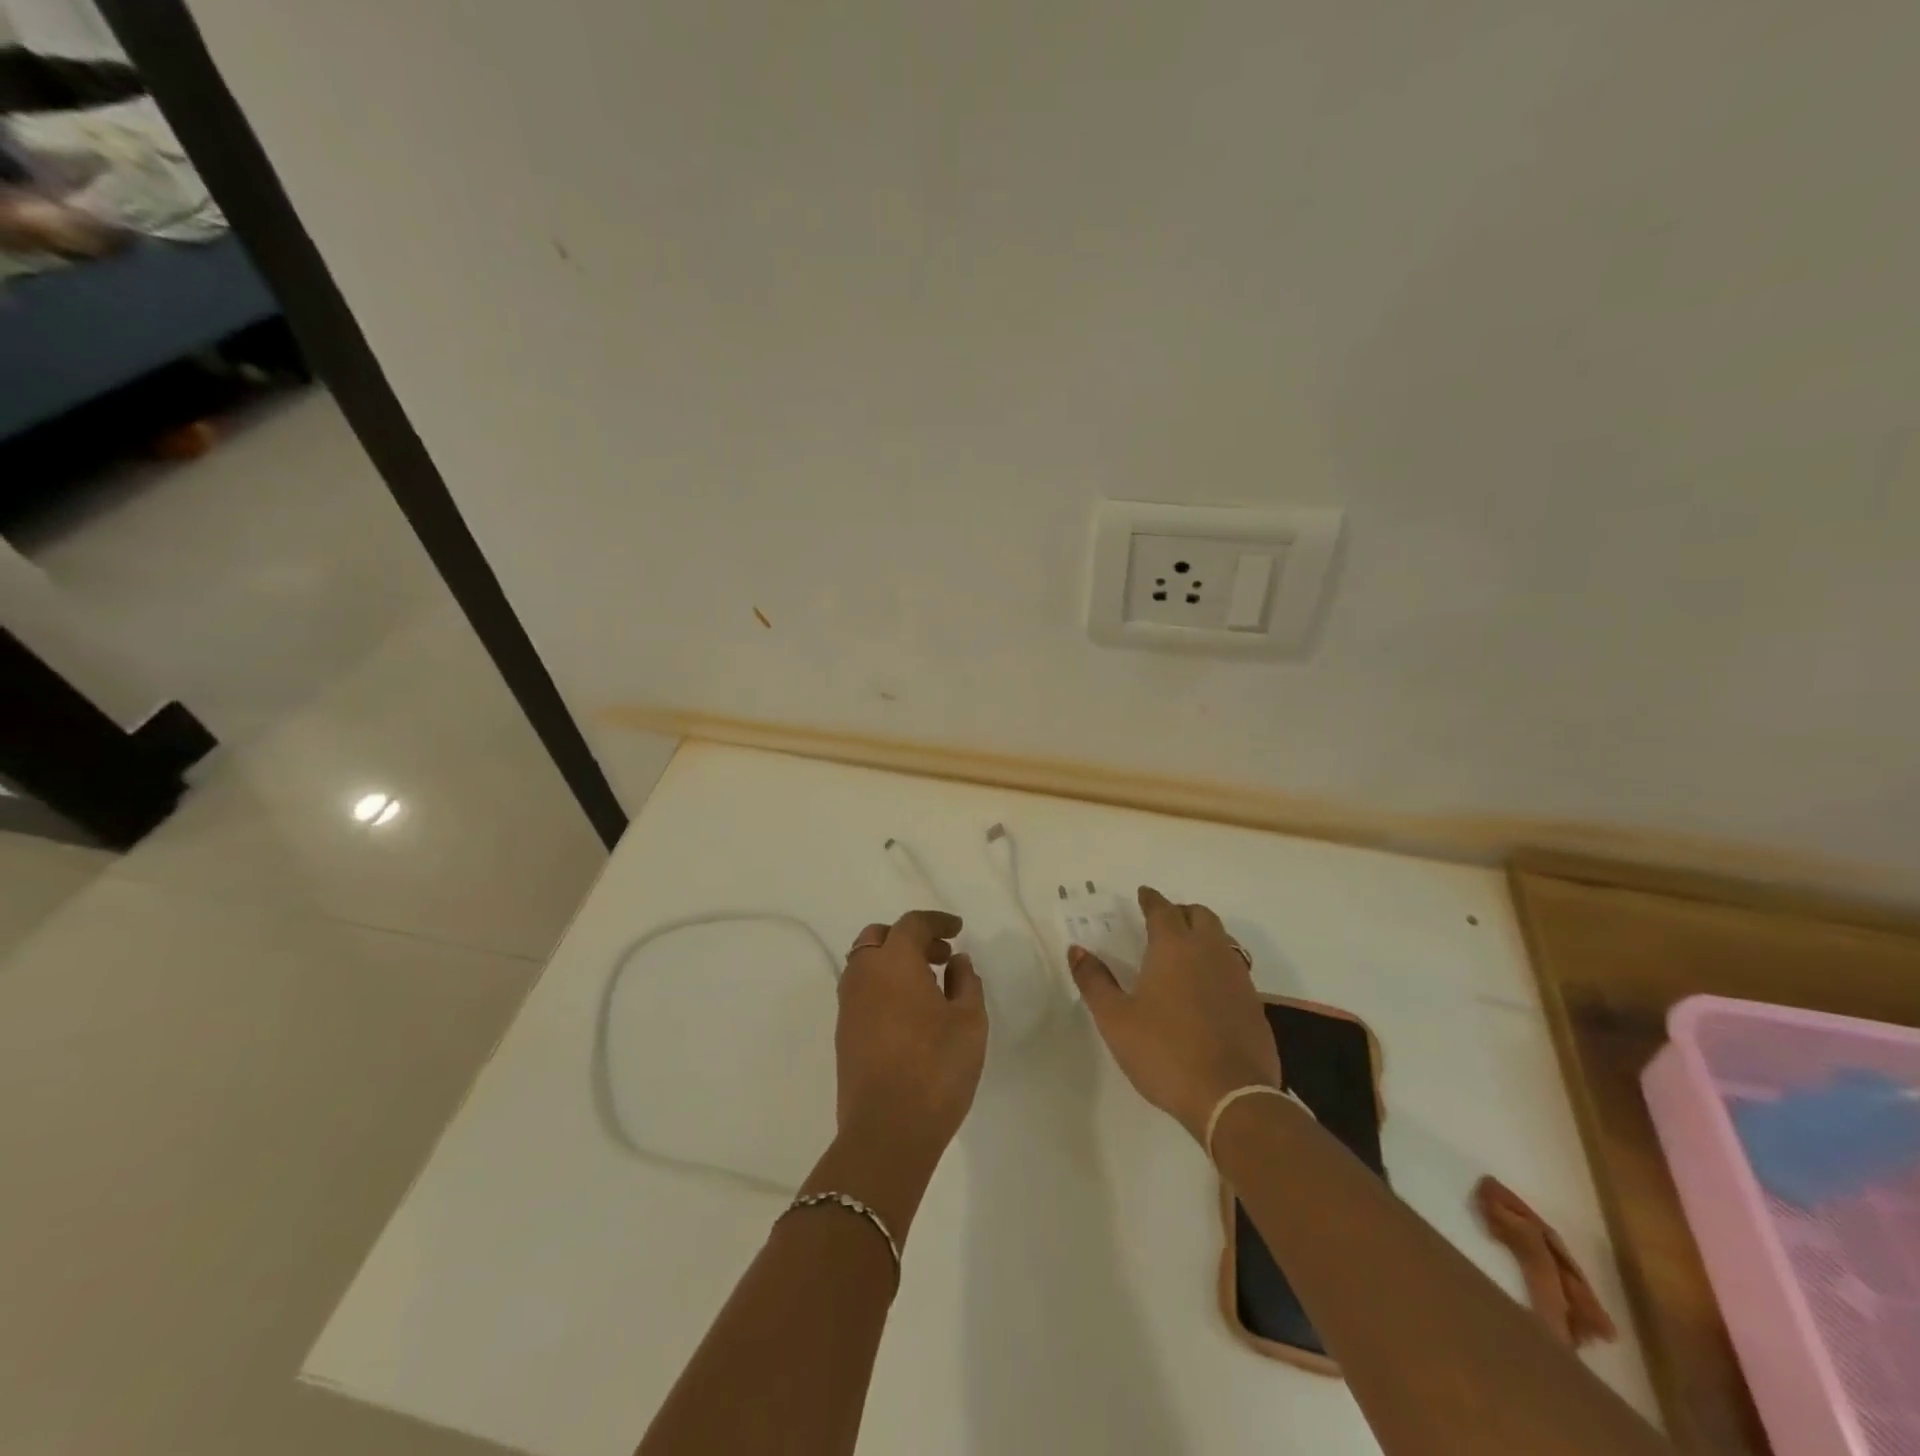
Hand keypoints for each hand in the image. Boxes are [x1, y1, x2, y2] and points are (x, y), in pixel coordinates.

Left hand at [836, 910, 987, 1156]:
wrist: (886, 1132)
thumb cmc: (936, 1068)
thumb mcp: (969, 1021)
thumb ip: (966, 982)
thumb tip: (956, 961)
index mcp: (893, 962)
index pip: (912, 924)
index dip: (937, 922)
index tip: (958, 929)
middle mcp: (863, 975)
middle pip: (880, 937)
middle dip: (911, 938)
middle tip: (941, 955)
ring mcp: (848, 1005)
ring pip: (866, 964)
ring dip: (895, 962)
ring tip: (929, 984)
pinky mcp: (844, 1033)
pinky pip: (862, 991)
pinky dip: (884, 985)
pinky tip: (910, 1012)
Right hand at [1069, 886, 1279, 1142]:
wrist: (1231, 1097)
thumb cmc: (1164, 1052)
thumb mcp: (1116, 1019)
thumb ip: (1094, 981)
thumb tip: (1077, 950)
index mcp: (1173, 947)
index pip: (1162, 909)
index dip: (1151, 899)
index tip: (1143, 894)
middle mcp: (1209, 951)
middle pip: (1200, 915)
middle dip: (1181, 911)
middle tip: (1164, 921)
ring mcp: (1237, 977)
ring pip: (1222, 938)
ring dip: (1203, 934)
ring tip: (1185, 951)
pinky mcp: (1254, 1004)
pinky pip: (1234, 968)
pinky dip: (1218, 964)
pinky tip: (1206, 988)